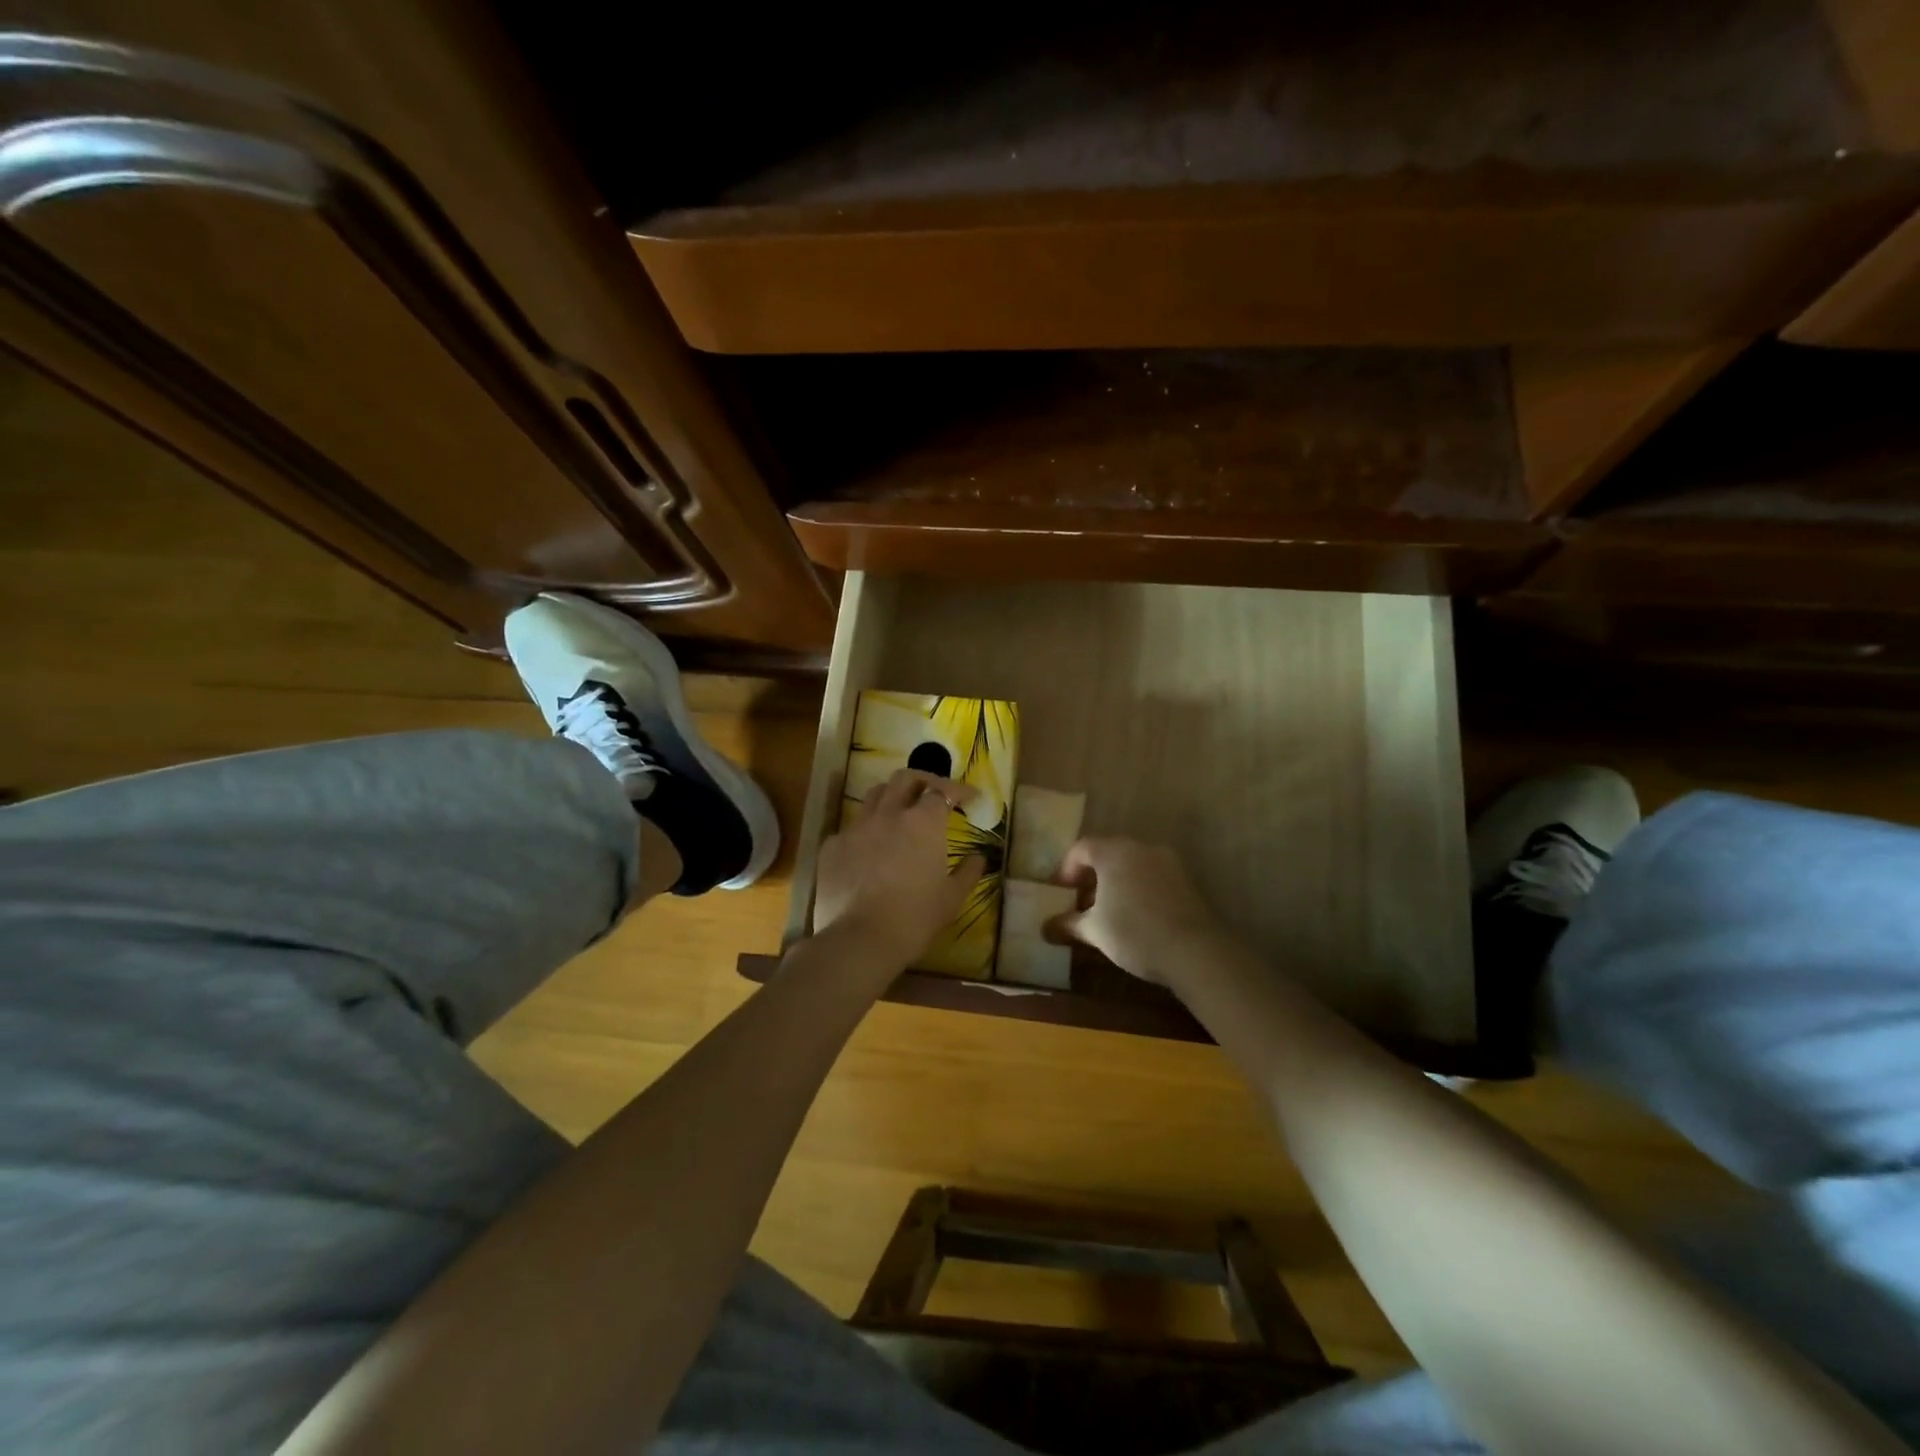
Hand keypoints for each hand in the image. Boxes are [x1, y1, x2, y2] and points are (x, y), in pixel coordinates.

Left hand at [814, 770, 984, 971]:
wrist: (858, 940)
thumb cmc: (914, 919)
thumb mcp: (952, 898)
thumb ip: (969, 872)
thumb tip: (979, 857)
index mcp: (923, 822)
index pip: (943, 791)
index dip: (959, 790)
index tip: (971, 797)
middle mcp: (889, 814)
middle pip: (906, 778)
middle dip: (924, 780)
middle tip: (934, 794)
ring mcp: (857, 827)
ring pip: (875, 794)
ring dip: (892, 796)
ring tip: (901, 811)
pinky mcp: (833, 845)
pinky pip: (853, 826)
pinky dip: (868, 828)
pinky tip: (871, 848)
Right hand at [1056, 837, 1221, 985]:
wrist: (1195, 951)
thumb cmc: (1134, 933)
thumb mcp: (1094, 931)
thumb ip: (1068, 925)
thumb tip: (1044, 928)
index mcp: (1114, 852)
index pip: (1082, 848)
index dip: (1066, 869)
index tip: (1060, 893)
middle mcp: (1140, 848)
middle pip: (1107, 853)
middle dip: (1090, 877)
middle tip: (1081, 903)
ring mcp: (1167, 861)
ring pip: (1131, 864)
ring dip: (1115, 883)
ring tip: (1107, 912)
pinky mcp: (1185, 879)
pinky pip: (1151, 876)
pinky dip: (1137, 889)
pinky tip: (1135, 917)